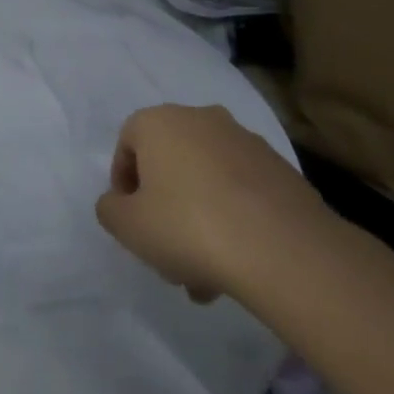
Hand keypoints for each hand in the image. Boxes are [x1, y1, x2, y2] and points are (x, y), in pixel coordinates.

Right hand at [95, 104, 329, 302]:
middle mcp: (202, 119)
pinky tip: (235, 262)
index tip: (131, 219)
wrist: (284, 250)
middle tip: (165, 249)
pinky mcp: (282, 170)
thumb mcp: (126, 225)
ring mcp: (247, 142)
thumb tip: (119, 203)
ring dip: (198, 218)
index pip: (127, 144)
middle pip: (170, 163)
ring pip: (206, 181)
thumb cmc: (188, 226)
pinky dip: (232, 218)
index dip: (123, 184)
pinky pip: (241, 192)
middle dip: (163, 206)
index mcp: (160, 121)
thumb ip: (110, 209)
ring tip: (203, 273)